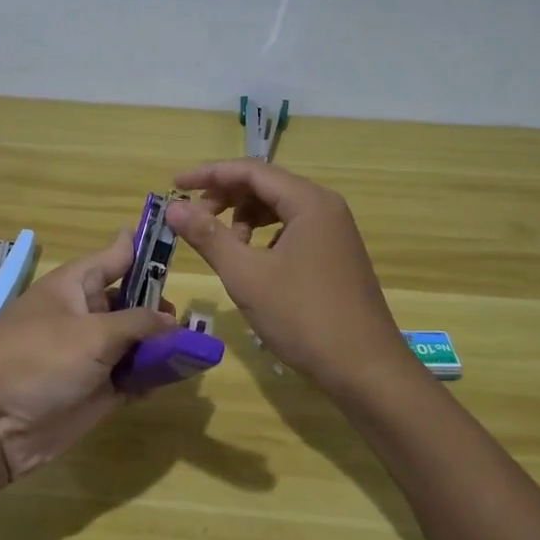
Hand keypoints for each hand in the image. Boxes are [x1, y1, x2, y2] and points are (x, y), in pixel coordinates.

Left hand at [0, 230, 171, 481]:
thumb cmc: (37, 360)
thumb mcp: (91, 333)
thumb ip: (137, 322)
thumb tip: (172, 319)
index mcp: (76, 285)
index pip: (117, 255)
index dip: (146, 247)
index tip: (181, 238)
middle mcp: (86, 314)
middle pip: (133, 301)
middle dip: (163, 306)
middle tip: (194, 319)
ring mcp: (92, 354)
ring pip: (137, 341)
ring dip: (163, 344)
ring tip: (196, 348)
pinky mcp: (97, 391)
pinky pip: (133, 376)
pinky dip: (153, 375)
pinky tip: (178, 375)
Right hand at [165, 160, 414, 394]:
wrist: (365, 369)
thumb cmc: (303, 317)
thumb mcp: (247, 276)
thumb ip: (208, 236)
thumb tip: (174, 208)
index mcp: (309, 202)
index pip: (251, 170)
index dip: (209, 174)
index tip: (175, 185)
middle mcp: (325, 207)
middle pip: (265, 185)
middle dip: (225, 198)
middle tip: (194, 221)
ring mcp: (334, 232)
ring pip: (278, 209)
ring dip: (244, 219)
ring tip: (223, 247)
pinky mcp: (335, 255)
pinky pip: (292, 230)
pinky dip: (264, 237)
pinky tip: (251, 262)